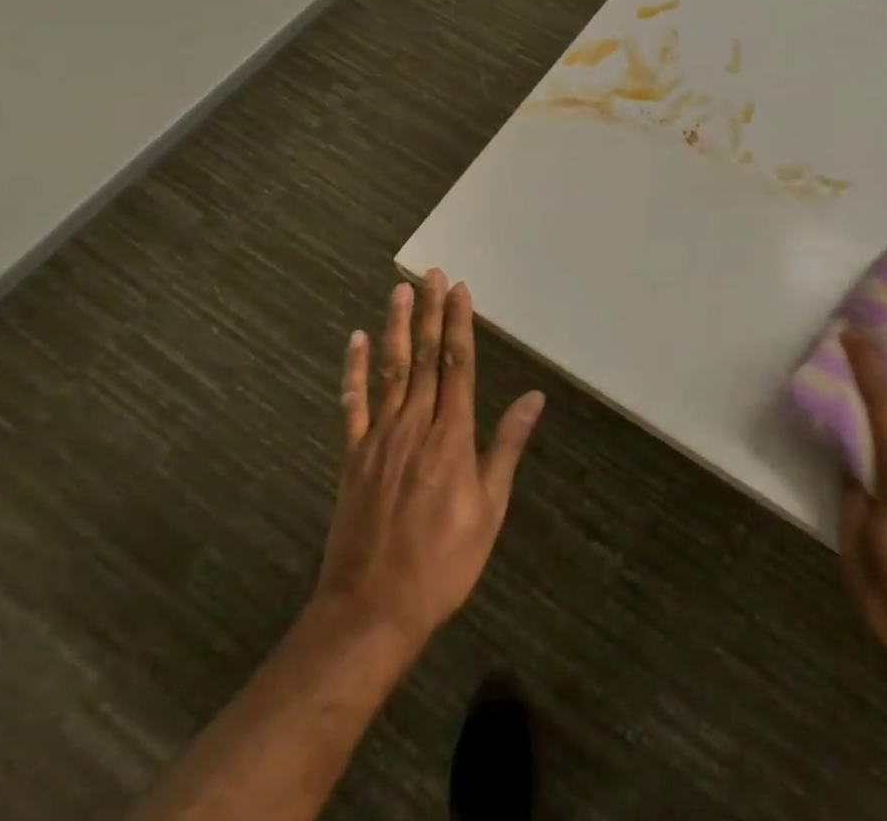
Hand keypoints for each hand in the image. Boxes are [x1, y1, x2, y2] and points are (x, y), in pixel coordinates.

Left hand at [315, 269, 544, 660]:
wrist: (371, 610)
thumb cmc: (443, 562)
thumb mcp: (490, 509)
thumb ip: (507, 447)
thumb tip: (534, 398)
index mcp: (452, 437)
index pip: (458, 366)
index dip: (459, 325)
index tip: (460, 291)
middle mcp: (415, 426)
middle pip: (425, 358)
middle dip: (430, 313)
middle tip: (432, 275)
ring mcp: (379, 438)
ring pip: (390, 371)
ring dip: (396, 328)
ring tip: (400, 291)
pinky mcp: (352, 456)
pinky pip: (352, 405)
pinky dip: (354, 371)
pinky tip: (357, 341)